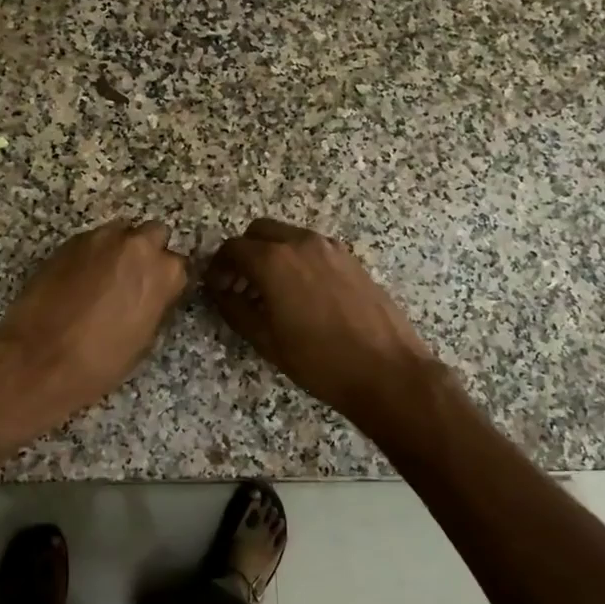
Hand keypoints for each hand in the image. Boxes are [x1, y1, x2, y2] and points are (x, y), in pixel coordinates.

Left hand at [0, 218, 187, 433]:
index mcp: (163, 272)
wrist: (40, 358)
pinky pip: (92, 241)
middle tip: (133, 279)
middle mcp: (136, 246)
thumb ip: (156, 303)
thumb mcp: (144, 338)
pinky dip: (92, 255)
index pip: (179, 265)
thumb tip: (152, 294)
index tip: (158, 294)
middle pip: (154, 234)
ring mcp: (100, 239)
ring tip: (104, 278)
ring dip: (119, 249)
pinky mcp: (69, 242)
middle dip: (147, 252)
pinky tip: (80, 280)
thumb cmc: (101, 360)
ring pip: (121, 233)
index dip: (167, 281)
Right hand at [207, 218, 440, 423]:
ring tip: (271, 294)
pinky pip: (313, 249)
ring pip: (289, 237)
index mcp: (275, 260)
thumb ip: (235, 308)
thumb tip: (220, 290)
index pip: (233, 248)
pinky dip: (297, 261)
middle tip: (240, 287)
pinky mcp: (352, 260)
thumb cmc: (319, 361)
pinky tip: (302, 296)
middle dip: (244, 254)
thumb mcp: (266, 340)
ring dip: (272, 255)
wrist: (387, 371)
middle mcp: (302, 243)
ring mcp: (331, 248)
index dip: (218, 267)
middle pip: (260, 232)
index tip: (217, 287)